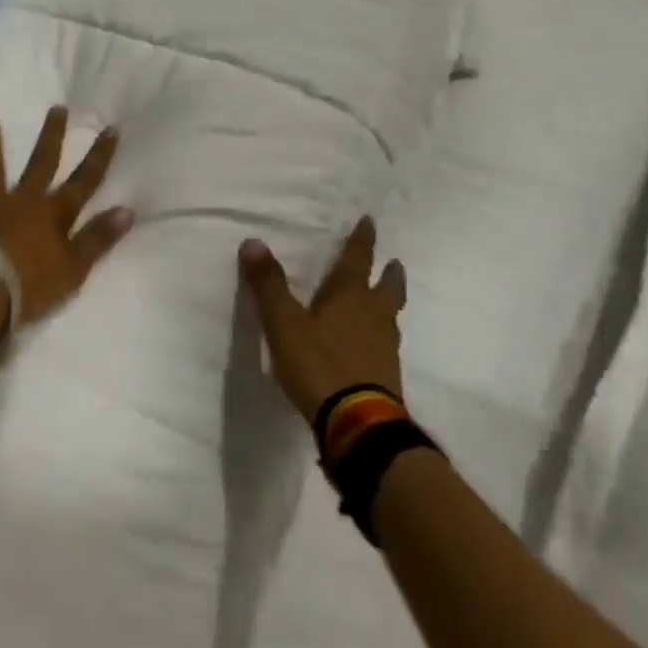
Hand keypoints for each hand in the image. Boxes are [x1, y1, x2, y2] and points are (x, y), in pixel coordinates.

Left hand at [0, 107, 133, 327]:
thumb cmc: (29, 287)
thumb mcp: (73, 269)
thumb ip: (98, 238)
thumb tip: (127, 210)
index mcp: (53, 213)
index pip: (85, 180)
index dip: (99, 155)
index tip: (111, 129)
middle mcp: (23, 200)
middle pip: (41, 162)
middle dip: (52, 135)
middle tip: (57, 108)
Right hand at [239, 218, 406, 420]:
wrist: (359, 426)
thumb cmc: (320, 365)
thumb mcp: (284, 324)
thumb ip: (269, 284)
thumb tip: (253, 242)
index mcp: (350, 296)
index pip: (358, 258)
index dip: (363, 239)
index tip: (370, 221)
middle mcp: (374, 315)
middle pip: (387, 287)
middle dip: (389, 273)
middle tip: (394, 263)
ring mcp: (385, 348)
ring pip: (390, 316)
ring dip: (388, 304)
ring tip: (384, 301)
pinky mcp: (387, 377)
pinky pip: (386, 345)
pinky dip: (381, 336)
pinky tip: (373, 345)